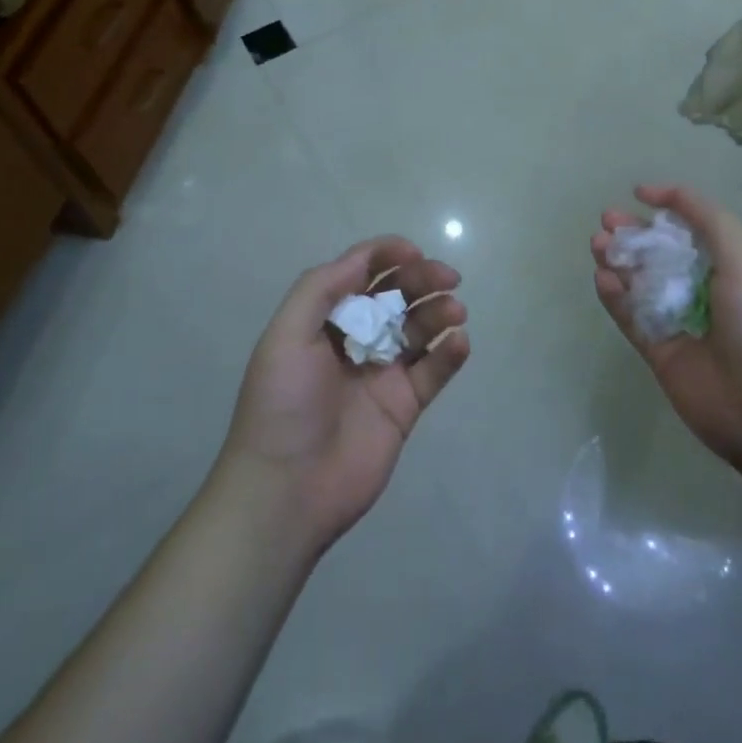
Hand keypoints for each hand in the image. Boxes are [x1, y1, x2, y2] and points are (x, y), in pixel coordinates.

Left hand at [219, 238, 469, 554]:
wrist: (287, 491)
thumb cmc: (282, 404)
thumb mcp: (286, 335)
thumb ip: (322, 289)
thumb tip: (363, 258)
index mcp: (322, 321)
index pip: (360, 274)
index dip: (387, 255)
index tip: (414, 252)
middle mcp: (354, 341)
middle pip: (395, 297)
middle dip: (421, 280)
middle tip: (448, 277)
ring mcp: (381, 374)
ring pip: (419, 329)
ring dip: (439, 311)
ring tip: (455, 310)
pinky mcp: (404, 407)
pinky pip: (433, 371)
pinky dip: (450, 353)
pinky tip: (459, 342)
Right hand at [591, 185, 741, 469]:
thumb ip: (709, 221)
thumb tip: (663, 194)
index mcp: (733, 268)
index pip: (694, 230)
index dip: (667, 209)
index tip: (638, 194)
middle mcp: (706, 292)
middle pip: (661, 254)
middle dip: (634, 234)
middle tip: (606, 220)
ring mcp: (681, 323)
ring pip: (641, 284)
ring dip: (620, 262)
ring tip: (598, 244)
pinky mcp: (660, 353)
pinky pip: (632, 319)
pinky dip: (615, 298)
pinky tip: (602, 278)